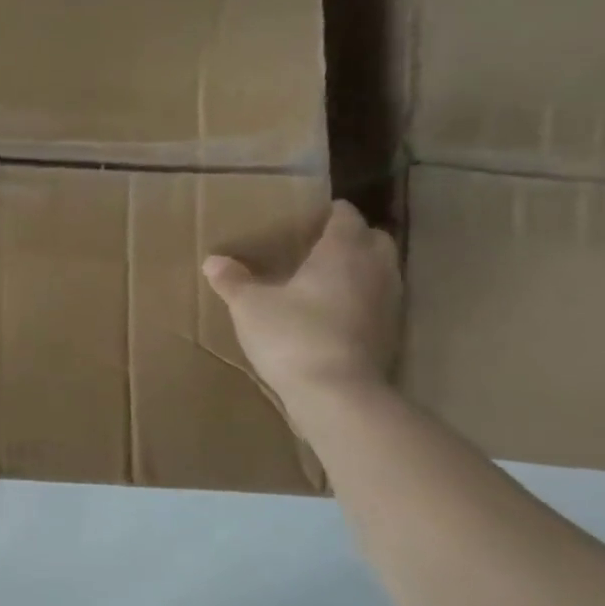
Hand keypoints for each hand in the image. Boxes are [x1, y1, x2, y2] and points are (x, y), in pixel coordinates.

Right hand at [203, 200, 399, 400]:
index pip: (346, 215)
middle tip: (317, 245)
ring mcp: (389, 302)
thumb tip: (213, 261)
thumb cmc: (293, 335)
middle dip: (351, 237)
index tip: (307, 215)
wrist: (337, 394)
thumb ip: (232, 280)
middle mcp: (374, 269)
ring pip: (380, 271)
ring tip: (324, 278)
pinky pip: (378, 301)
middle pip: (373, 238)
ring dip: (359, 269)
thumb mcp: (249, 306)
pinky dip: (361, 299)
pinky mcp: (391, 333)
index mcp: (342, 251)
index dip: (329, 211)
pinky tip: (333, 312)